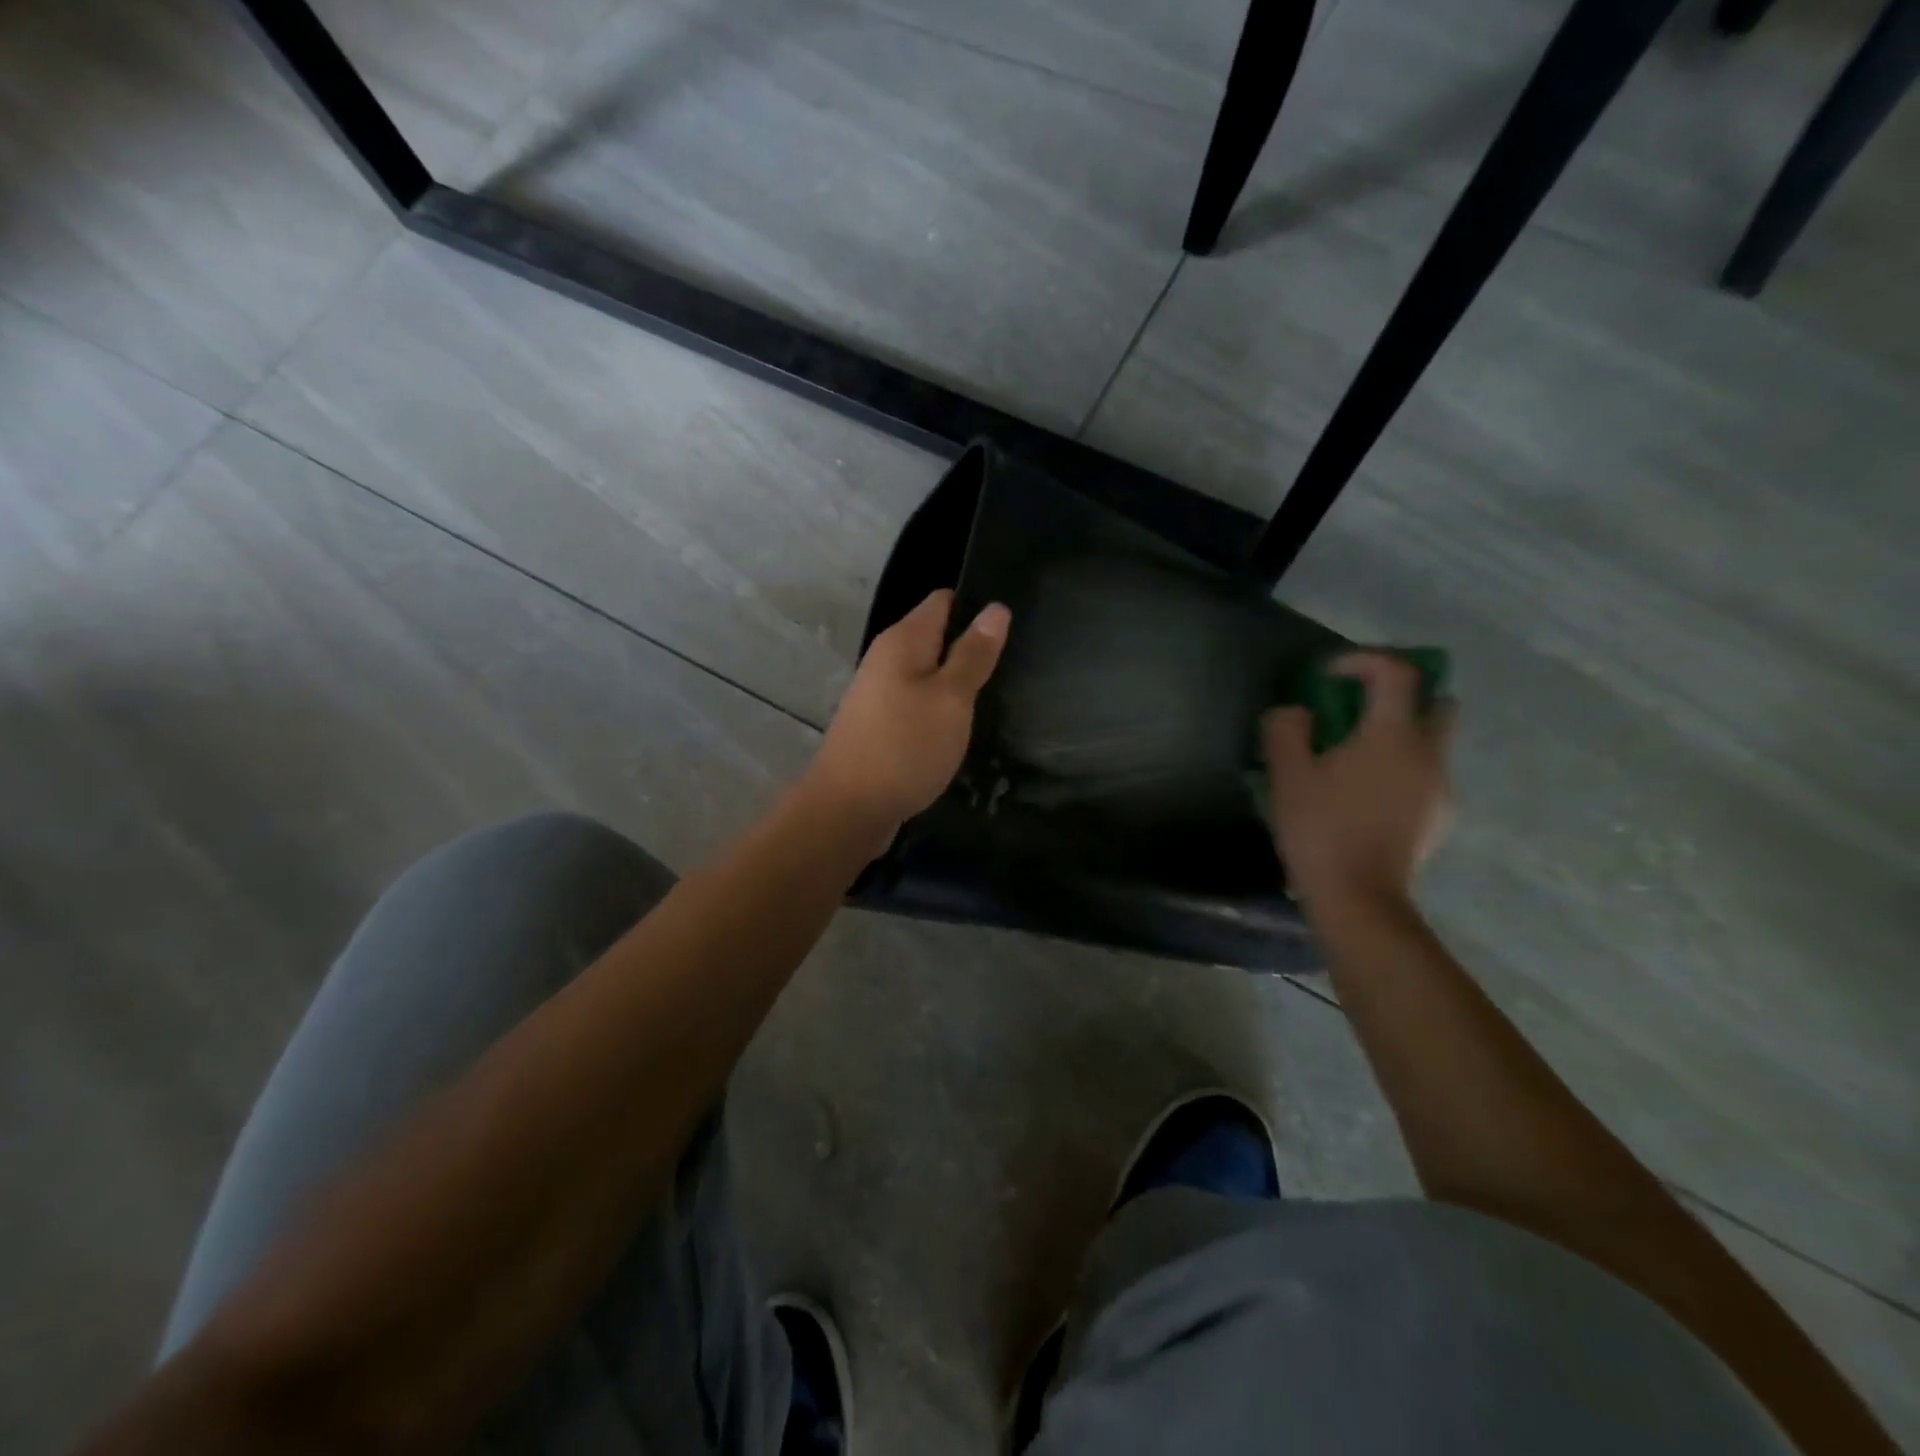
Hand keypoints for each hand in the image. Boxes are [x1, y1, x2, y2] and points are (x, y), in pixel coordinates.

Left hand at [806, 589, 1009, 835]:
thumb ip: (973, 655)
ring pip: (928, 674)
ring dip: (958, 683)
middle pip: (936, 638)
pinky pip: (918, 704)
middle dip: (972, 648)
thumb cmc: (905, 747)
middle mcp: (886, 660)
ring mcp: (880, 695)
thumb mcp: (950, 698)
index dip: (976, 606)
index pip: (942, 601)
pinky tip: (964, 727)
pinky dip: (941, 711)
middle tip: (1017, 665)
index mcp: (902, 641)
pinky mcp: (881, 727)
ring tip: (1000, 695)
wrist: (848, 810)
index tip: (1015, 625)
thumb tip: (995, 609)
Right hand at [1262, 651, 1454, 911]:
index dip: (1363, 660)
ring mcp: (1441, 787)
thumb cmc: (1321, 829)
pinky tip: (1367, 792)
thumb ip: (1286, 730)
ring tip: (1357, 755)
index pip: (1397, 673)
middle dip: (1401, 694)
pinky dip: (1404, 766)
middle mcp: (1430, 753)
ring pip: (1434, 740)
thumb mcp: (1287, 775)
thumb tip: (1295, 711)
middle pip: (1436, 700)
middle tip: (1358, 708)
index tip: (1330, 675)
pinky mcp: (1440, 817)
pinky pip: (1427, 773)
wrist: (1358, 897)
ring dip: (1401, 732)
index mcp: (1393, 735)